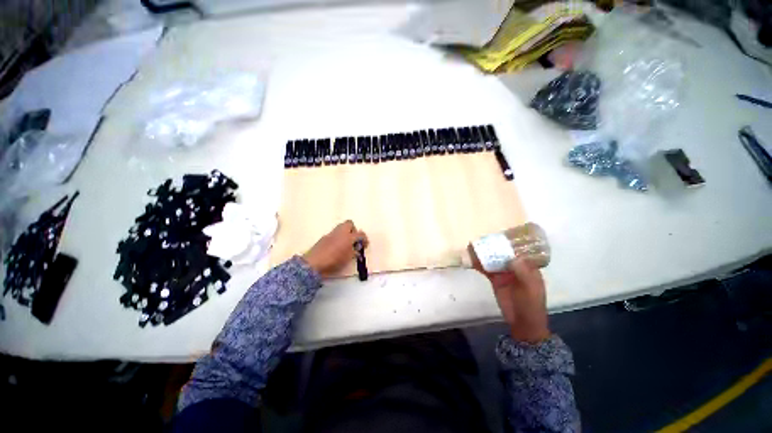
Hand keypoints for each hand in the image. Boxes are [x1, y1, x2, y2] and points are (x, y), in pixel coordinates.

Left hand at [303, 220, 367, 277]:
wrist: (314, 263)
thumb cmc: (334, 261)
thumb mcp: (348, 259)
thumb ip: (354, 252)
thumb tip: (356, 250)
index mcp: (348, 237)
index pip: (360, 234)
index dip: (364, 239)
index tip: (364, 245)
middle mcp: (340, 232)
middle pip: (350, 223)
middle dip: (354, 230)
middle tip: (354, 240)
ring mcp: (331, 234)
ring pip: (341, 227)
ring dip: (345, 233)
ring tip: (345, 244)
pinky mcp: (324, 238)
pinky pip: (334, 234)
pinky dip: (337, 237)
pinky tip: (336, 247)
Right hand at [468, 245, 549, 342]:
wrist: (522, 323)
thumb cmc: (531, 305)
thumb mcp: (531, 289)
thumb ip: (523, 272)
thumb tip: (512, 257)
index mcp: (528, 267)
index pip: (520, 251)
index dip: (511, 242)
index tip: (500, 235)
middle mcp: (516, 267)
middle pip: (504, 253)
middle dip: (493, 246)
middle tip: (482, 239)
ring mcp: (504, 273)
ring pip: (493, 260)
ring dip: (484, 254)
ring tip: (472, 246)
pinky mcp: (495, 279)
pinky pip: (486, 269)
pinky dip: (479, 264)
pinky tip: (471, 260)